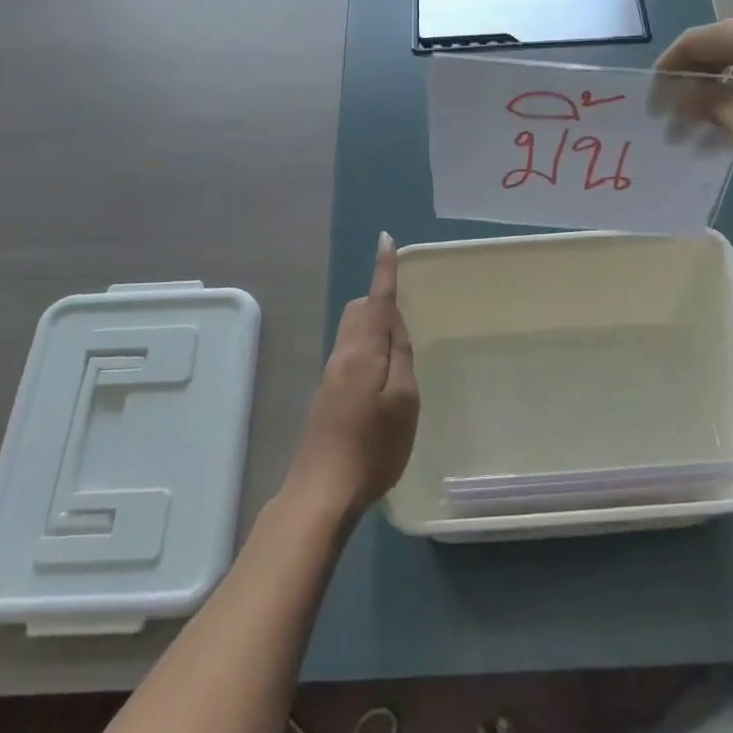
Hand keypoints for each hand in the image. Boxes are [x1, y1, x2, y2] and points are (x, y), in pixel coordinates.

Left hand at [287, 233, 419, 523]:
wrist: (322, 491)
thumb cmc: (372, 447)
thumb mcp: (403, 401)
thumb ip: (400, 356)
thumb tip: (394, 322)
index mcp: (362, 351)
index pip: (376, 300)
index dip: (384, 271)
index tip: (386, 240)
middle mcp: (342, 354)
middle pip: (359, 311)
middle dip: (380, 301)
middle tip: (410, 316)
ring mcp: (331, 375)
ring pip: (353, 331)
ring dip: (375, 326)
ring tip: (402, 348)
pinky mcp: (328, 394)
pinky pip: (350, 352)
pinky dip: (369, 347)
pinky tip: (384, 376)